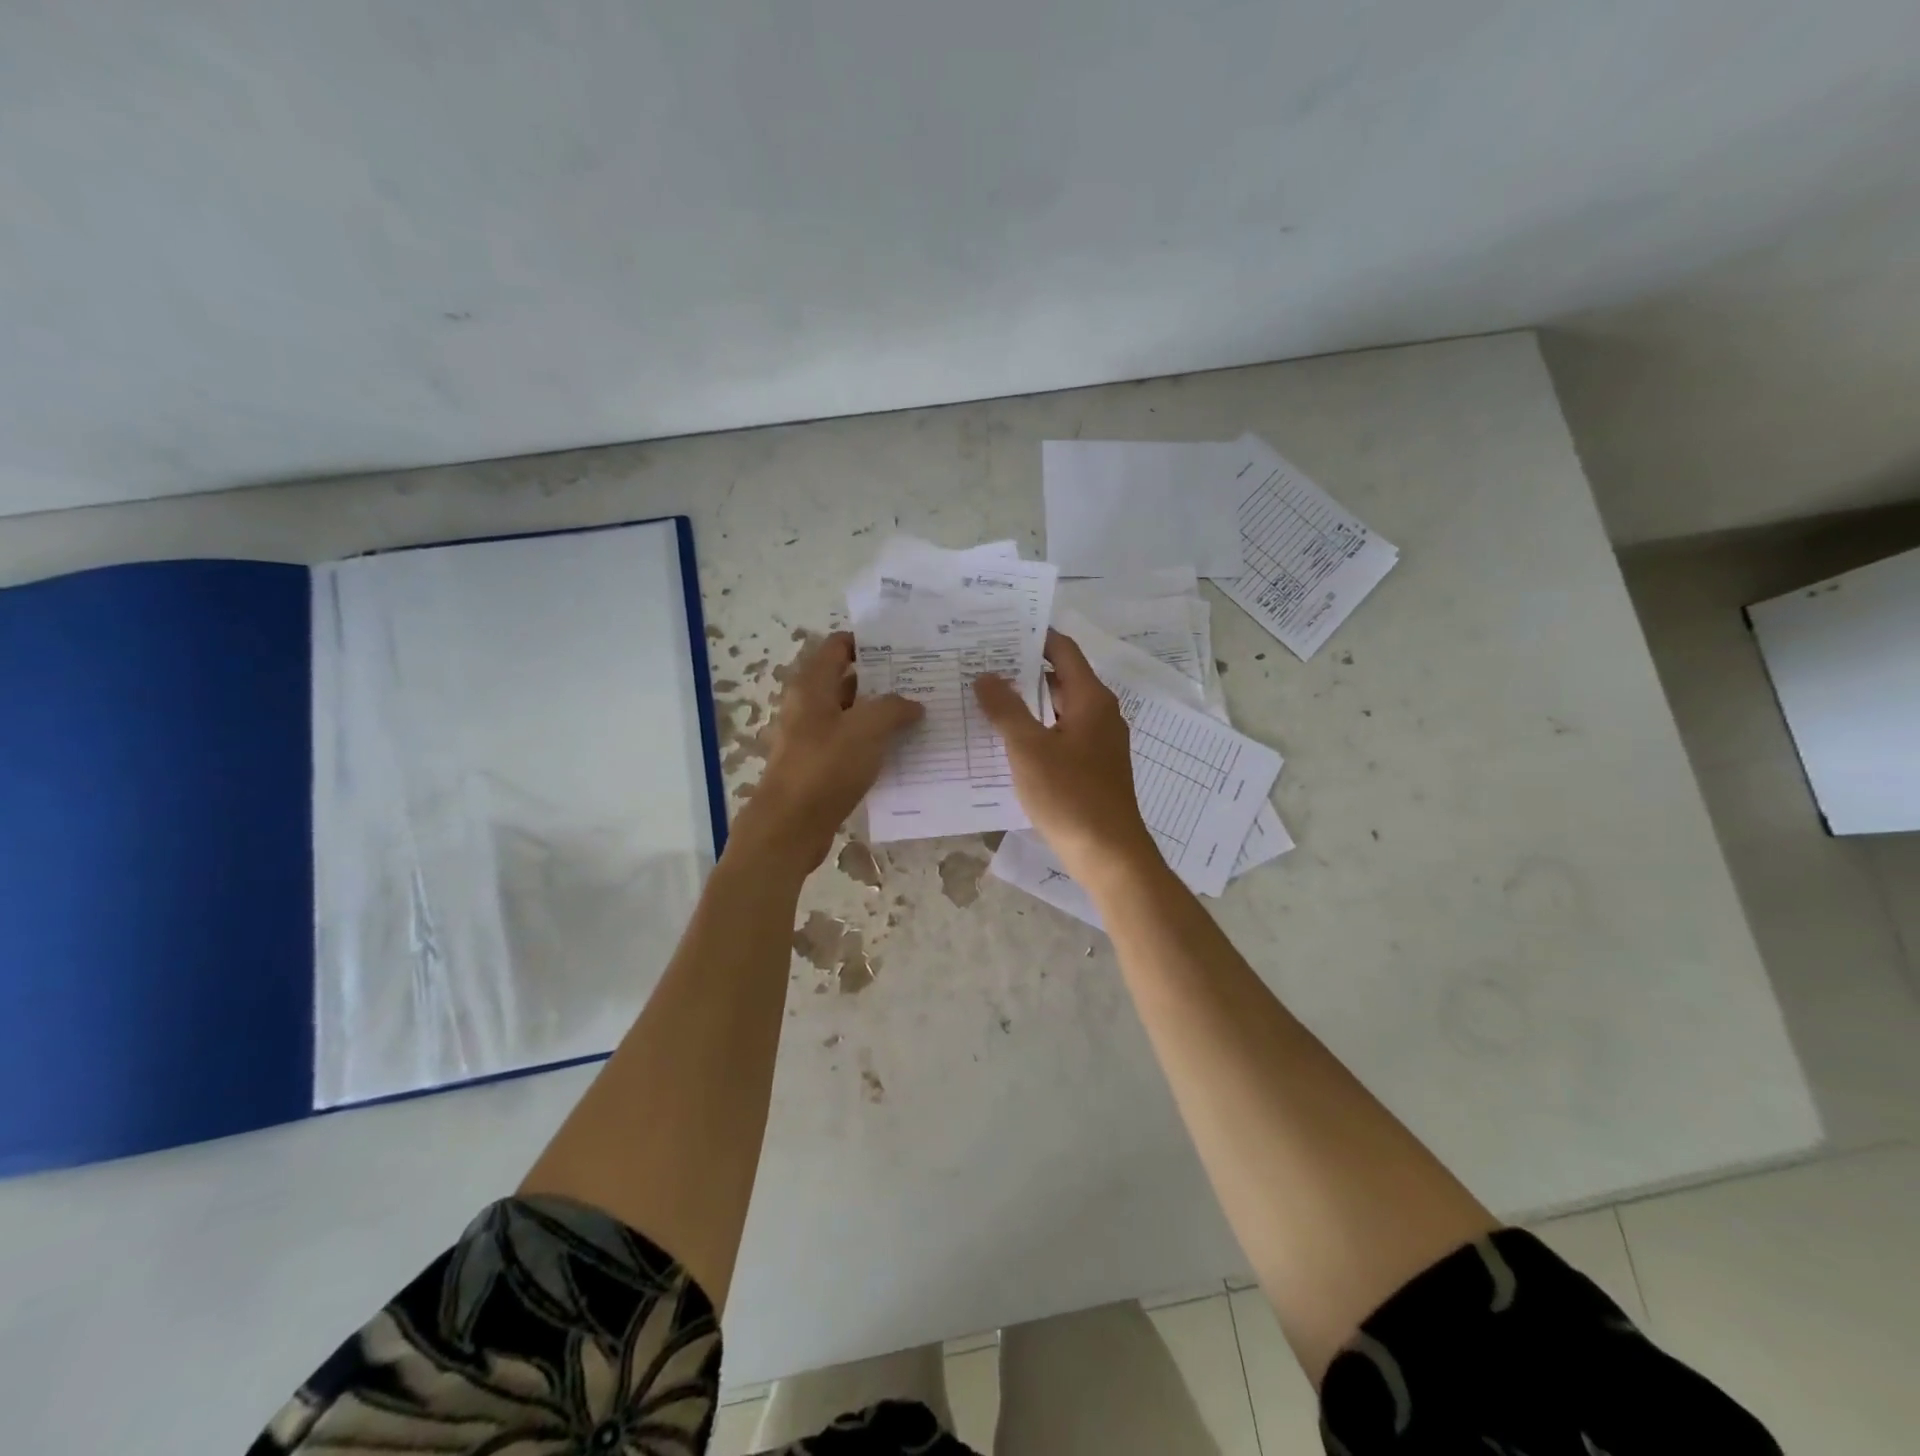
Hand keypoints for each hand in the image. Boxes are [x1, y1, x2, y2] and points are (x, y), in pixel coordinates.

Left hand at [729, 630, 922, 874]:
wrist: (791, 826)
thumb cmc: (825, 767)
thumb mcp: (867, 729)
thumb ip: (894, 709)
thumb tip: (913, 704)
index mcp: (812, 686)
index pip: (837, 647)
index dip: (867, 643)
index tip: (902, 648)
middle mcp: (807, 706)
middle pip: (846, 681)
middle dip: (882, 680)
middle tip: (920, 681)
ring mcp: (810, 737)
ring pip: (850, 715)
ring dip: (879, 714)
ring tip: (918, 715)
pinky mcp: (817, 765)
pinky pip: (849, 744)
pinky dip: (871, 742)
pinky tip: (899, 751)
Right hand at [972, 629, 1158, 884]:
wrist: (1109, 853)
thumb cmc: (1070, 795)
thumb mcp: (1028, 749)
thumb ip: (1006, 709)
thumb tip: (986, 676)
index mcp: (1091, 699)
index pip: (1063, 650)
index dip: (1034, 636)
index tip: (999, 631)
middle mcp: (1100, 713)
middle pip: (1061, 678)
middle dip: (1023, 670)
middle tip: (981, 664)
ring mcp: (1099, 741)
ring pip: (1059, 709)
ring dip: (1027, 702)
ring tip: (986, 698)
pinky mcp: (1093, 766)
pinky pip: (1061, 734)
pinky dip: (1037, 729)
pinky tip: (1007, 740)